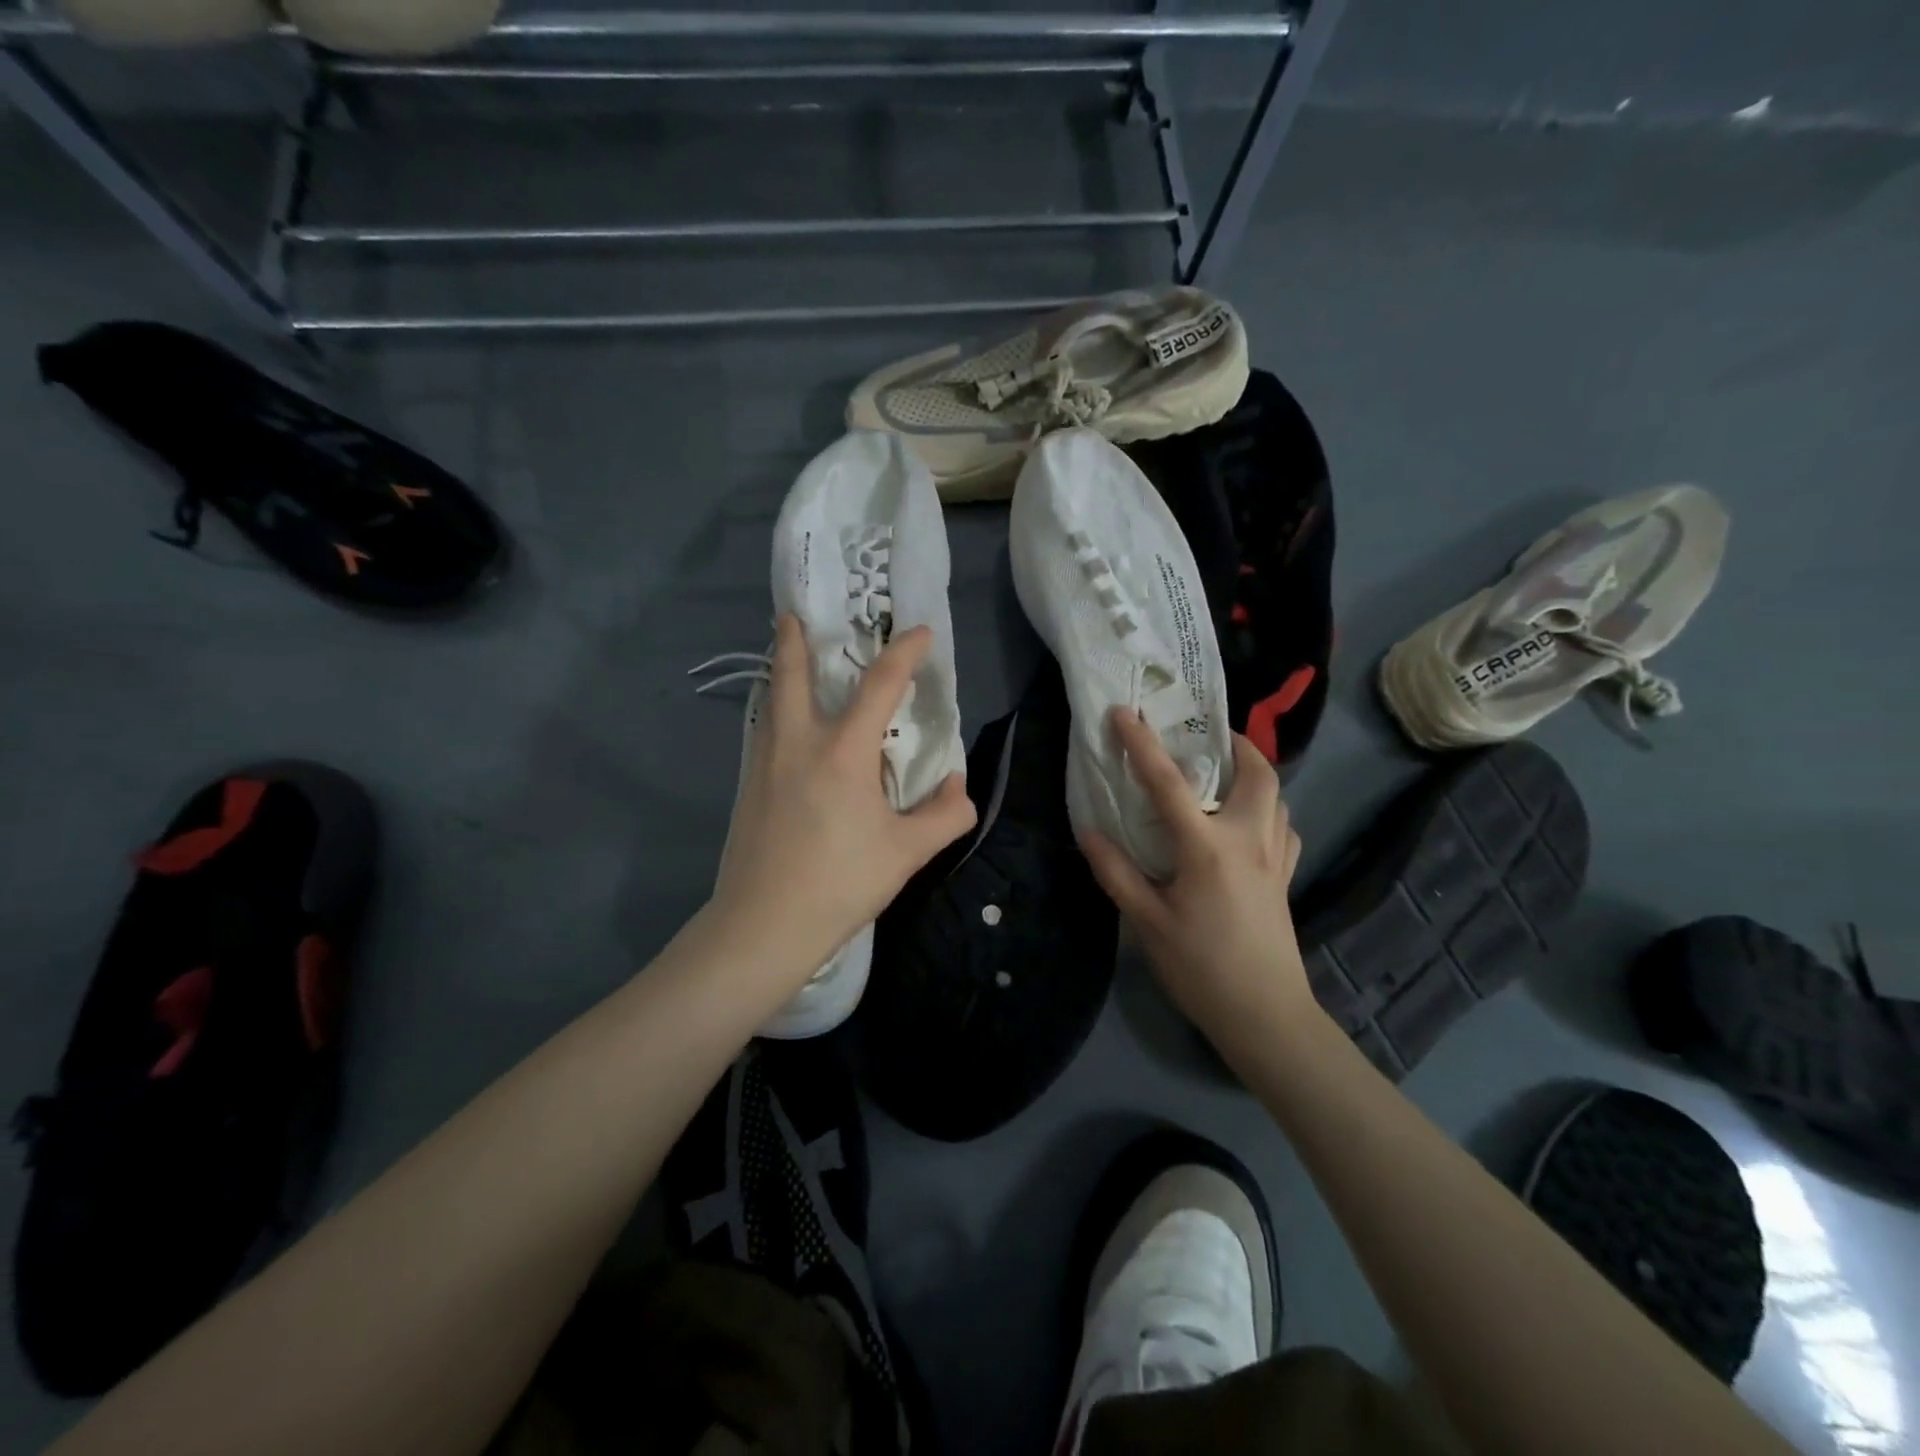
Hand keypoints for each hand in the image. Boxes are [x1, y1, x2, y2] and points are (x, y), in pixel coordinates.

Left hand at [710, 614, 975, 987]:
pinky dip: (777, 711)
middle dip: (794, 640)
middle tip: (793, 614)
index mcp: (842, 752)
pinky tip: (788, 729)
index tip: (922, 633)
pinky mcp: (748, 788)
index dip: (905, 653)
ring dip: (780, 672)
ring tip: (789, 658)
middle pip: (791, 675)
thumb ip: (945, 815)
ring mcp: (765, 763)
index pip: (879, 685)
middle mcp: (798, 743)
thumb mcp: (907, 853)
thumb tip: (959, 788)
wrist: (762, 926)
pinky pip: (765, 731)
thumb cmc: (840, 884)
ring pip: (772, 702)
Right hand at [1079, 708, 1319, 1057]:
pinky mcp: (1286, 876)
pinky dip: (1268, 809)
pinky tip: (1246, 823)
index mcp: (1207, 847)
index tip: (1124, 712)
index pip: (1168, 783)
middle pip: (1257, 773)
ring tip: (1222, 774)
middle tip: (1204, 736)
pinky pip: (1283, 826)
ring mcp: (1275, 857)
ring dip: (1253, 773)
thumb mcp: (1146, 922)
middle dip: (1235, 744)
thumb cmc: (1201, 968)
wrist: (1266, 1015)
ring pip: (1277, 796)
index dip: (1142, 744)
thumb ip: (1115, 871)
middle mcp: (1248, 839)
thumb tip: (1087, 830)